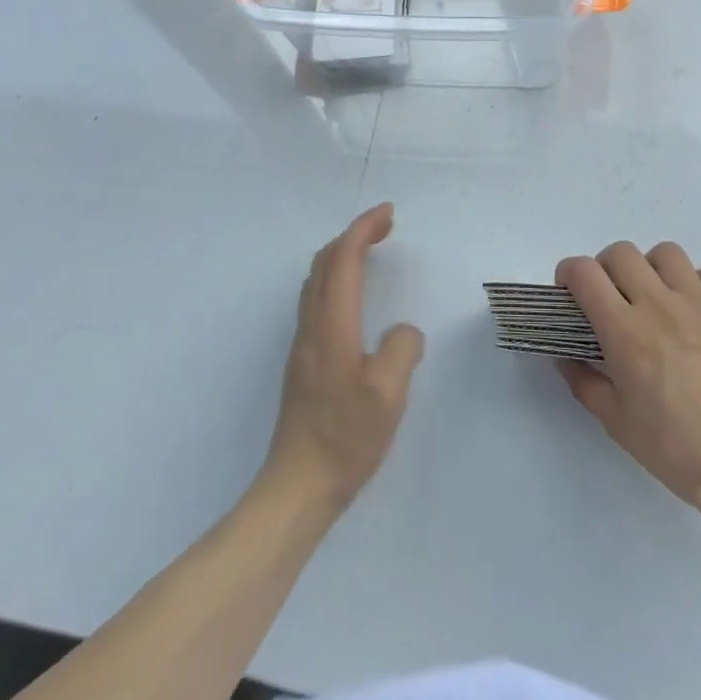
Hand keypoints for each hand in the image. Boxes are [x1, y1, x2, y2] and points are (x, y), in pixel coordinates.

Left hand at [264, 203, 424, 512]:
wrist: (297, 486)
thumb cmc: (346, 438)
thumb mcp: (389, 394)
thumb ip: (403, 349)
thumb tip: (403, 332)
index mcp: (332, 324)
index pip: (343, 258)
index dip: (364, 228)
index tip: (389, 213)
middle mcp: (312, 325)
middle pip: (325, 261)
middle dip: (354, 234)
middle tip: (385, 227)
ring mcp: (303, 343)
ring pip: (316, 279)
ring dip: (342, 254)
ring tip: (370, 252)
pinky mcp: (303, 361)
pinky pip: (316, 298)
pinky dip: (336, 277)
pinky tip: (353, 297)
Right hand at [556, 241, 700, 543]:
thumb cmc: (674, 448)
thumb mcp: (616, 422)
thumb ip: (584, 382)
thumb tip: (564, 356)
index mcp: (625, 330)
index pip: (584, 273)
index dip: (568, 273)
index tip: (569, 291)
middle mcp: (659, 304)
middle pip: (621, 252)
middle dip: (605, 268)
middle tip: (611, 297)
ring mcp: (700, 303)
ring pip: (666, 253)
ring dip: (652, 269)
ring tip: (656, 297)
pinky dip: (698, 283)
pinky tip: (696, 310)